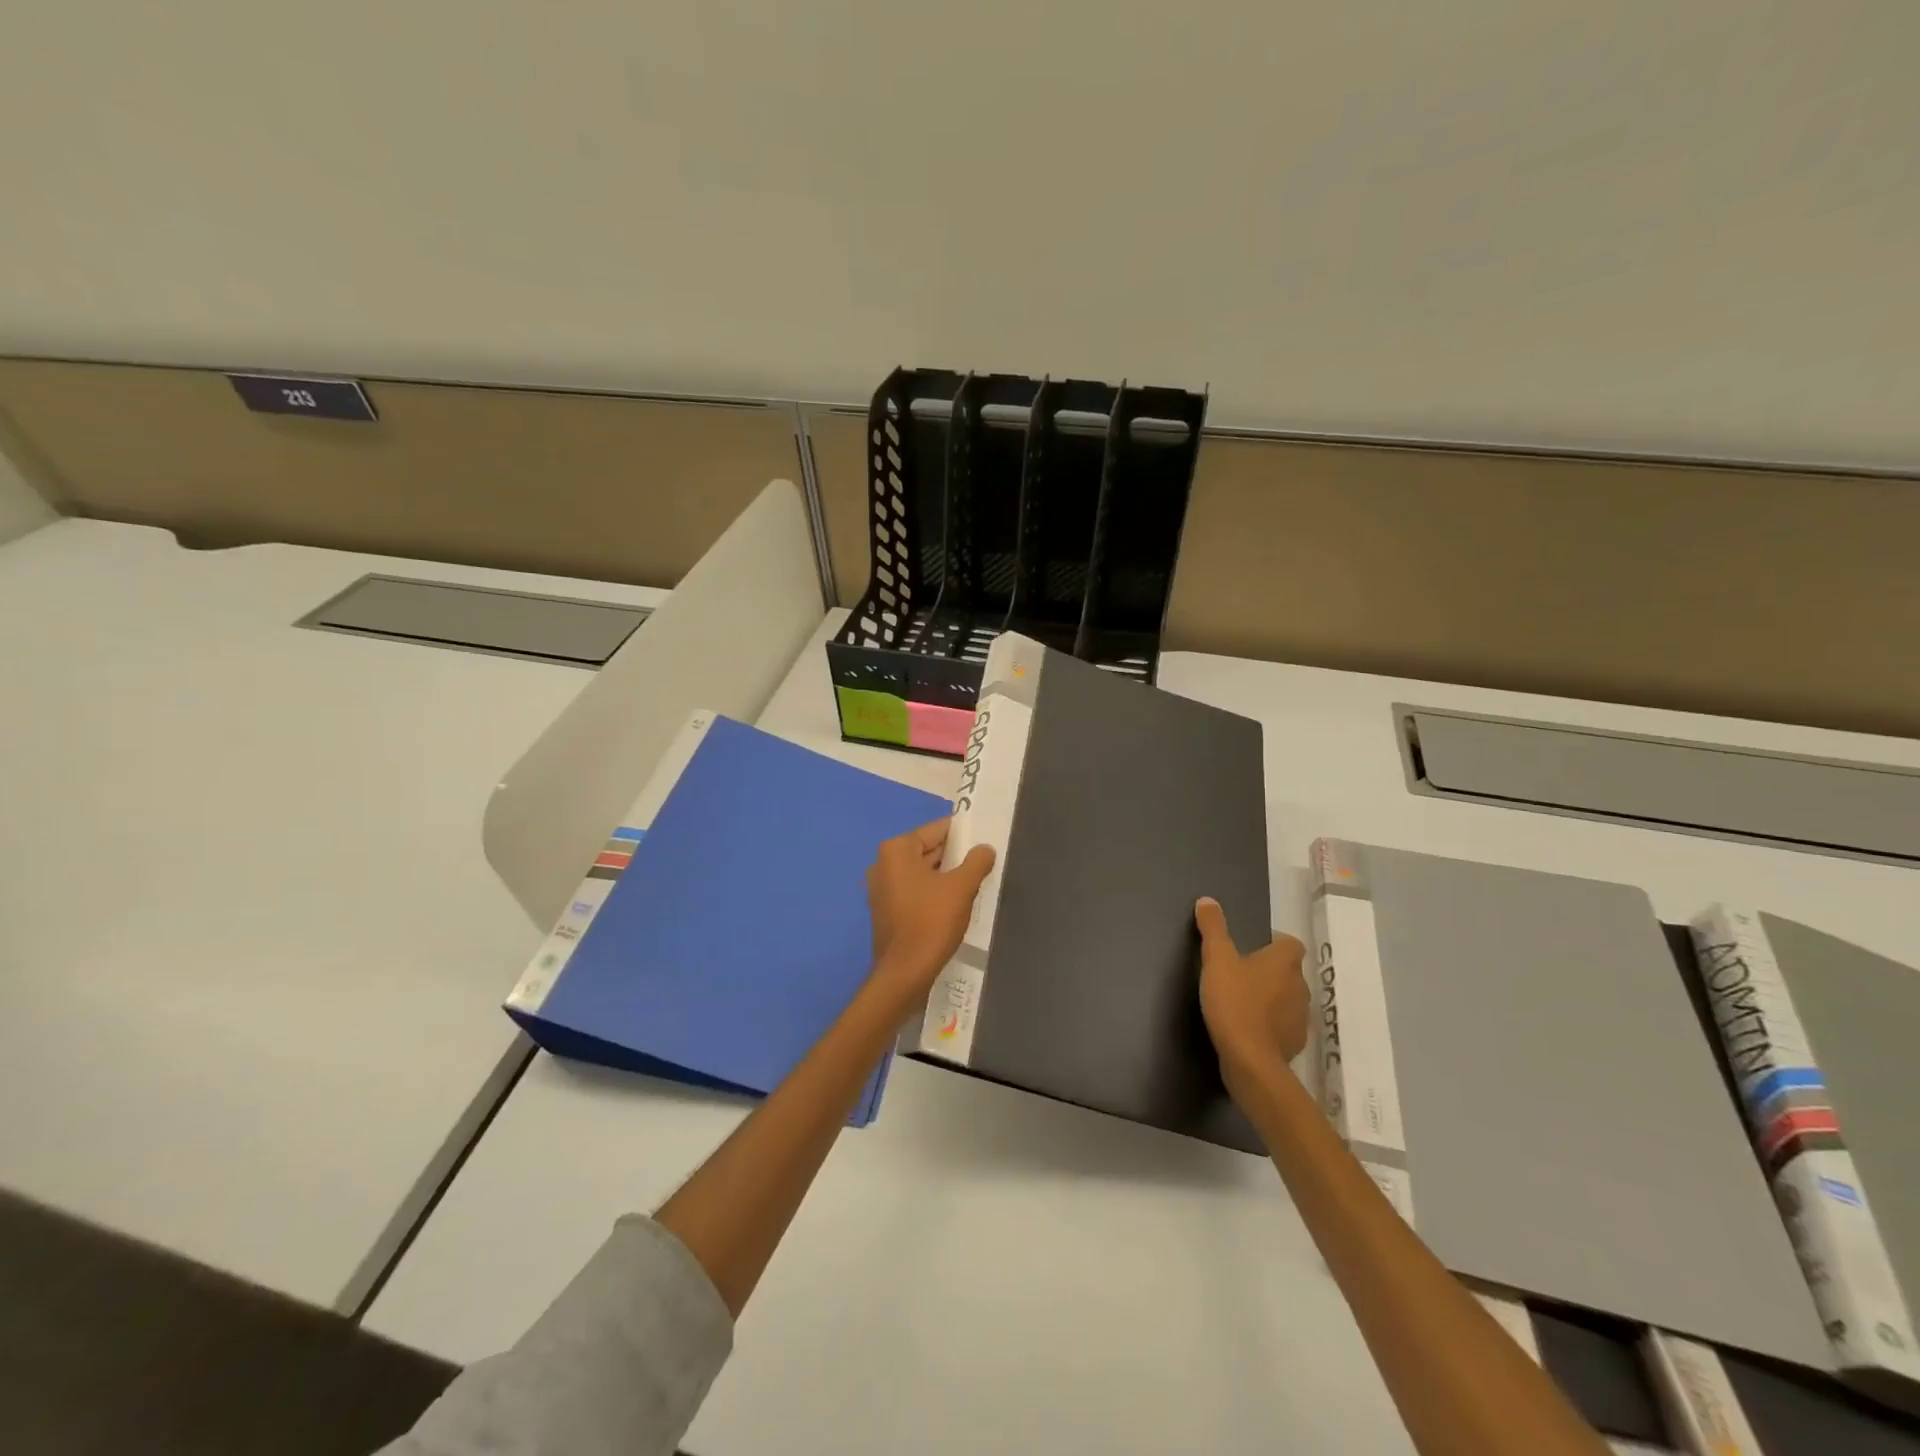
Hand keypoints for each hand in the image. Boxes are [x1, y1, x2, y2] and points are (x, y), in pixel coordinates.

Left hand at [866, 819, 995, 995]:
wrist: (905, 972)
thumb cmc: (931, 922)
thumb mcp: (961, 888)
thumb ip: (976, 862)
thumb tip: (985, 848)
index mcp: (897, 850)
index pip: (936, 830)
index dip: (962, 834)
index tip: (982, 839)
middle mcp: (883, 863)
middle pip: (926, 850)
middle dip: (954, 855)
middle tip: (982, 861)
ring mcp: (881, 888)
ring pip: (921, 872)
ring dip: (944, 875)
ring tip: (973, 881)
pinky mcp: (885, 910)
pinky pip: (914, 890)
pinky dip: (932, 891)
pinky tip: (953, 902)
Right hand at [1195, 897, 1309, 1095]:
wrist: (1250, 1060)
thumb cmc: (1234, 1003)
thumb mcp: (1216, 960)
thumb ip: (1213, 929)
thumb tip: (1207, 900)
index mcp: (1284, 962)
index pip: (1290, 943)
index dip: (1274, 942)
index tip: (1251, 948)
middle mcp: (1299, 986)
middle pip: (1288, 970)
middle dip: (1269, 971)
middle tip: (1240, 974)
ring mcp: (1301, 1016)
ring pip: (1288, 998)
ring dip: (1271, 997)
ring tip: (1243, 1001)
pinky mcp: (1295, 1042)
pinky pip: (1284, 1025)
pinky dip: (1271, 1023)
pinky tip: (1249, 1028)